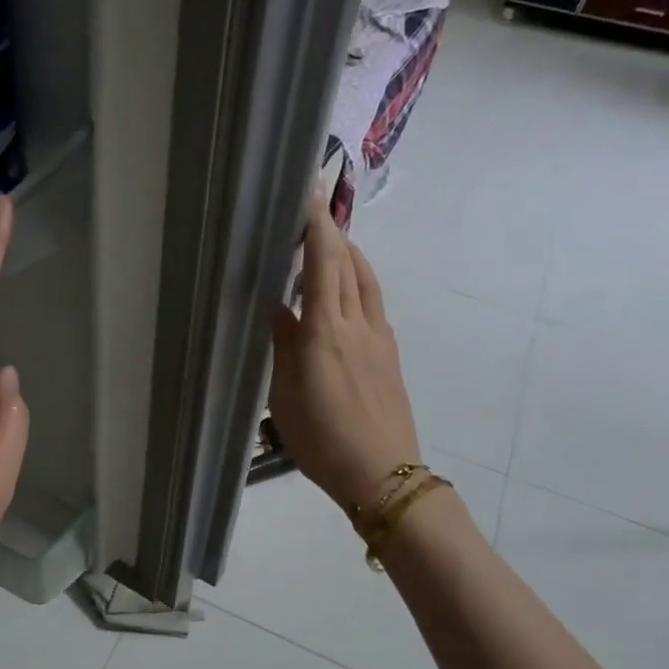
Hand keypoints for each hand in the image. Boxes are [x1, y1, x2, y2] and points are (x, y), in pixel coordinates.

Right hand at [267, 189, 420, 513]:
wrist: (383, 474)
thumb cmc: (322, 440)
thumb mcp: (286, 396)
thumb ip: (284, 347)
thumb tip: (279, 308)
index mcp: (326, 332)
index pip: (323, 264)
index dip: (316, 226)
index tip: (308, 194)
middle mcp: (357, 324)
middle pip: (348, 264)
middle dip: (331, 232)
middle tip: (309, 214)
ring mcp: (379, 338)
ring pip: (366, 281)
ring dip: (349, 254)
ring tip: (330, 244)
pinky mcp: (389, 354)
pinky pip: (373, 303)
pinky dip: (358, 282)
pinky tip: (345, 293)